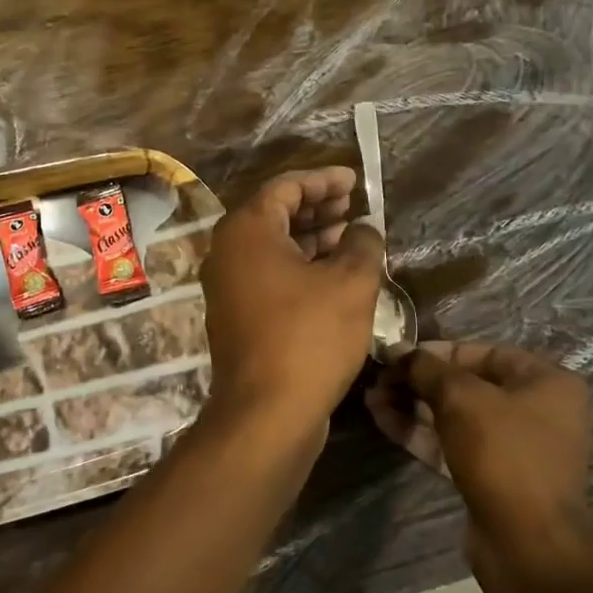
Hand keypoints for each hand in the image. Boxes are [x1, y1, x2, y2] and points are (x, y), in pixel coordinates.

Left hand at [199, 167, 385, 445]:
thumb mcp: (351, 283)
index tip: (355, 181)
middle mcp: (228, 253)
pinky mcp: (237, 317)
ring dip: (312, 240)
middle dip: (318, 208)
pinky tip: (334, 278)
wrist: (268, 412)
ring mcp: (229, 288)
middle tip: (354, 207)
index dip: (324, 180)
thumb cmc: (310, 337)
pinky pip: (270, 277)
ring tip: (352, 239)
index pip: (286, 187)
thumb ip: (363, 244)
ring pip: (274, 248)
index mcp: (246, 231)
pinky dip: (301, 268)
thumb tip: (364, 229)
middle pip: (275, 215)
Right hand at [367, 340, 592, 581]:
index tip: (399, 355)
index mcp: (546, 382)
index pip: (485, 352)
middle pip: (467, 386)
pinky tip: (383, 420)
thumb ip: (428, 369)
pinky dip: (421, 433)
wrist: (526, 542)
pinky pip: (453, 444)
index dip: (438, 351)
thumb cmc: (503, 454)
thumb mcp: (461, 399)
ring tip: (371, 399)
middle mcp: (536, 410)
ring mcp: (514, 447)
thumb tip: (399, 351)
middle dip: (419, 382)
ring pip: (456, 417)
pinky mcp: (492, 477)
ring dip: (413, 407)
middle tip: (378, 380)